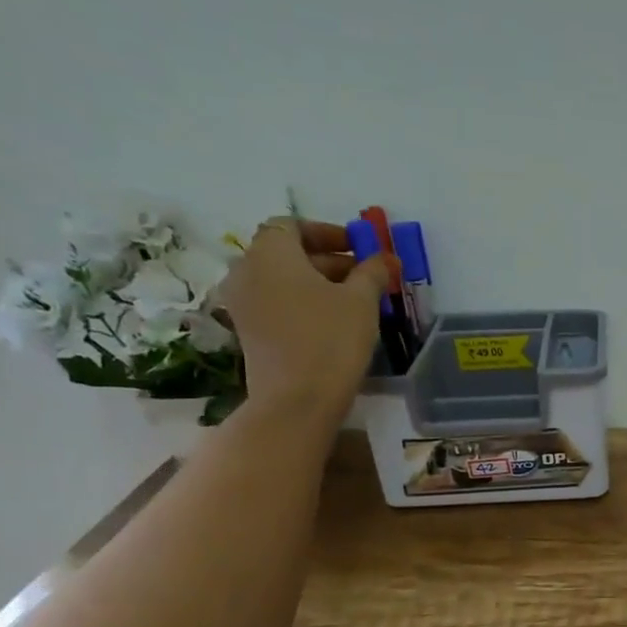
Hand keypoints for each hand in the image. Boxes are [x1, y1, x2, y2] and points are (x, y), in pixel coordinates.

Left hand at [220, 217, 399, 422]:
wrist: (296, 401)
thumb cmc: (331, 340)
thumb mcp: (362, 301)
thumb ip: (372, 272)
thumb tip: (384, 257)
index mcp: (270, 252)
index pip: (292, 225)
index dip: (328, 232)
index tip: (358, 248)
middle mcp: (247, 270)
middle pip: (287, 253)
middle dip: (327, 260)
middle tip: (365, 276)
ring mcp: (242, 303)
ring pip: (281, 280)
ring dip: (316, 283)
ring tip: (353, 301)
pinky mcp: (248, 332)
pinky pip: (276, 304)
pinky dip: (302, 304)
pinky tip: (332, 323)